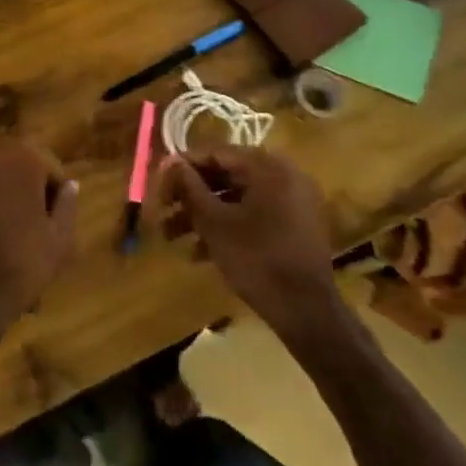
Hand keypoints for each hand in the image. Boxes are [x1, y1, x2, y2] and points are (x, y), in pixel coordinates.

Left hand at [0, 137, 77, 356]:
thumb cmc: (20, 265)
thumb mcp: (60, 242)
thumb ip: (68, 206)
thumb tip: (70, 186)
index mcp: (21, 158)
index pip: (48, 166)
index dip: (55, 193)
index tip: (55, 219)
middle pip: (13, 166)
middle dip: (23, 188)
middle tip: (30, 223)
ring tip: (0, 228)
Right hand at [152, 147, 354, 353]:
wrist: (307, 312)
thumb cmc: (257, 259)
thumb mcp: (214, 222)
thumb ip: (189, 187)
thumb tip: (170, 161)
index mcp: (267, 167)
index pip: (215, 153)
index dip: (182, 169)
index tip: (158, 186)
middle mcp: (284, 176)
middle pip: (225, 175)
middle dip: (190, 196)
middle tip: (162, 212)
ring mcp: (292, 202)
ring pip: (236, 198)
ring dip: (203, 215)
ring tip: (172, 238)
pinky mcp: (294, 226)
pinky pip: (253, 215)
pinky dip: (227, 227)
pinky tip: (199, 253)